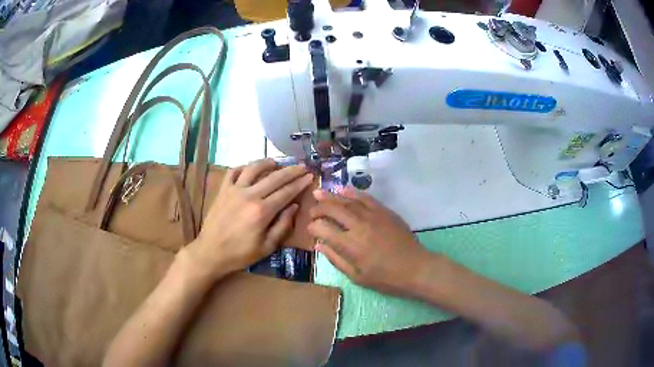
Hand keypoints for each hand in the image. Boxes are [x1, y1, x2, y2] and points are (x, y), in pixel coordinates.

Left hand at [183, 159, 313, 278]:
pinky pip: (233, 172)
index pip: (286, 192)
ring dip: (267, 163)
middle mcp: (249, 195)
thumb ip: (282, 225)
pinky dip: (243, 167)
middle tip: (302, 166)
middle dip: (291, 171)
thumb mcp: (267, 247)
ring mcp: (234, 190)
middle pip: (274, 177)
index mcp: (262, 211)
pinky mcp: (222, 190)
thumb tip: (293, 206)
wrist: (210, 252)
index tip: (310, 176)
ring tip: (276, 162)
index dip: (300, 183)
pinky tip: (249, 168)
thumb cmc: (240, 254)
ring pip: (253, 169)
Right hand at [308, 187, 427, 295]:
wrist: (415, 268)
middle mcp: (358, 226)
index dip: (312, 227)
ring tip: (319, 192)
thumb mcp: (356, 276)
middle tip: (312, 210)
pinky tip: (343, 190)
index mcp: (349, 245)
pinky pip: (365, 198)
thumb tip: (318, 245)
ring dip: (331, 196)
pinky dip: (352, 192)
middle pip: (332, 209)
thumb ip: (335, 259)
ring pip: (347, 201)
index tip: (311, 229)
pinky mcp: (384, 211)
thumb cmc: (385, 278)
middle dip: (318, 208)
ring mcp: (372, 216)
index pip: (323, 228)